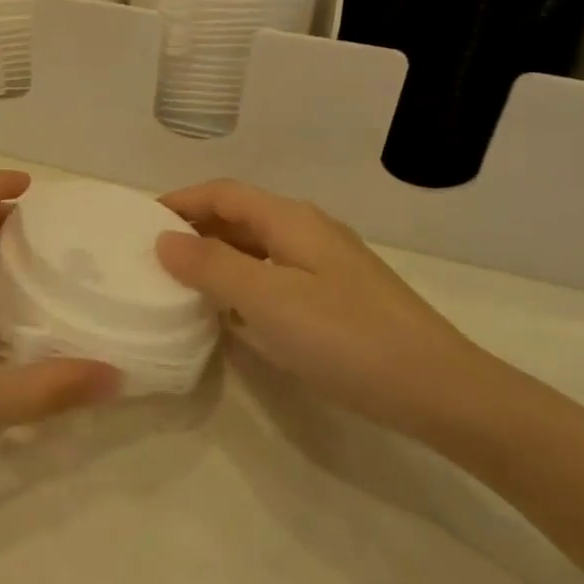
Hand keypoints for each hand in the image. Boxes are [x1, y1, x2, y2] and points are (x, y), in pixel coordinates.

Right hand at [156, 180, 487, 437]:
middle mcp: (309, 229)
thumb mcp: (267, 300)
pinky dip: (245, 280)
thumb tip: (163, 239)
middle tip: (155, 255)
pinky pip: (276, 273)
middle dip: (196, 227)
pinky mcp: (341, 295)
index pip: (222, 193)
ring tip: (184, 281)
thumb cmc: (346, 338)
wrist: (442, 391)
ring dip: (219, 255)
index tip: (141, 222)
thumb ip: (211, 266)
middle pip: (241, 215)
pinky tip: (235, 312)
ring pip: (259, 245)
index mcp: (290, 219)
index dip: (180, 201)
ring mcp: (329, 263)